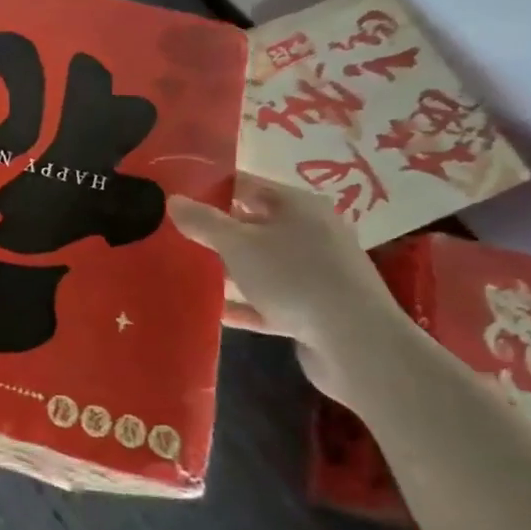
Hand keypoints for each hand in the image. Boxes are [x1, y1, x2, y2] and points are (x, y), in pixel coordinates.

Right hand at [167, 176, 409, 405]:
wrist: (358, 345)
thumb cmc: (295, 277)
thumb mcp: (238, 244)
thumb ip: (203, 222)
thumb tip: (173, 200)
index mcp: (298, 206)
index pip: (246, 184)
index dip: (210, 187)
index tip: (175, 195)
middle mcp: (311, 232)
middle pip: (254, 224)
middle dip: (216, 230)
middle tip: (174, 233)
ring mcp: (316, 272)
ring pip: (262, 264)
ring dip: (229, 268)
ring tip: (187, 270)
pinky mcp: (315, 310)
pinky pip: (270, 300)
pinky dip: (245, 304)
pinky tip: (215, 310)